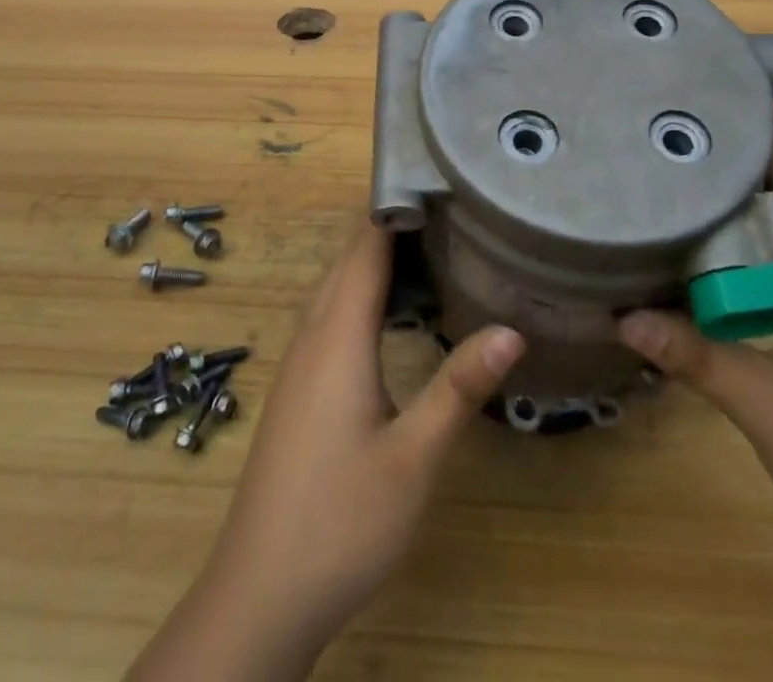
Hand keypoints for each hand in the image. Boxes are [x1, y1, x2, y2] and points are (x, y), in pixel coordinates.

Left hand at [126, 226, 524, 681]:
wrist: (261, 592)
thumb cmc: (340, 519)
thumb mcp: (414, 457)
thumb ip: (459, 388)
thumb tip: (512, 329)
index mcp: (337, 336)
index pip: (365, 249)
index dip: (394, 209)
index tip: (435, 181)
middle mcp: (312, 336)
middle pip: (347, 261)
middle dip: (389, 230)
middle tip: (446, 214)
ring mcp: (298, 364)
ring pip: (334, 289)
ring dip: (372, 263)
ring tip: (427, 253)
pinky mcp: (296, 389)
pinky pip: (328, 317)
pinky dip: (359, 296)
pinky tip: (388, 318)